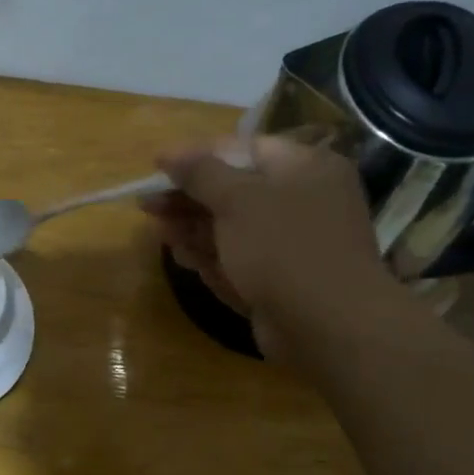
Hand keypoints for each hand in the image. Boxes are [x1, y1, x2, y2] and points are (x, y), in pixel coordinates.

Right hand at [144, 132, 399, 363]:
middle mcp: (302, 201)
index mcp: (304, 168)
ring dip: (193, 229)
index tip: (157, 166)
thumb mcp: (237, 199)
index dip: (197, 156)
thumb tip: (170, 153)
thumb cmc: (282, 246)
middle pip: (234, 191)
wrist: (326, 325)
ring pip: (232, 229)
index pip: (243, 149)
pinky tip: (182, 257)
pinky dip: (210, 257)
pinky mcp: (280, 280)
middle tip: (147, 206)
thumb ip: (200, 173)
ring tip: (160, 232)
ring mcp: (291, 244)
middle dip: (189, 198)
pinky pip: (239, 260)